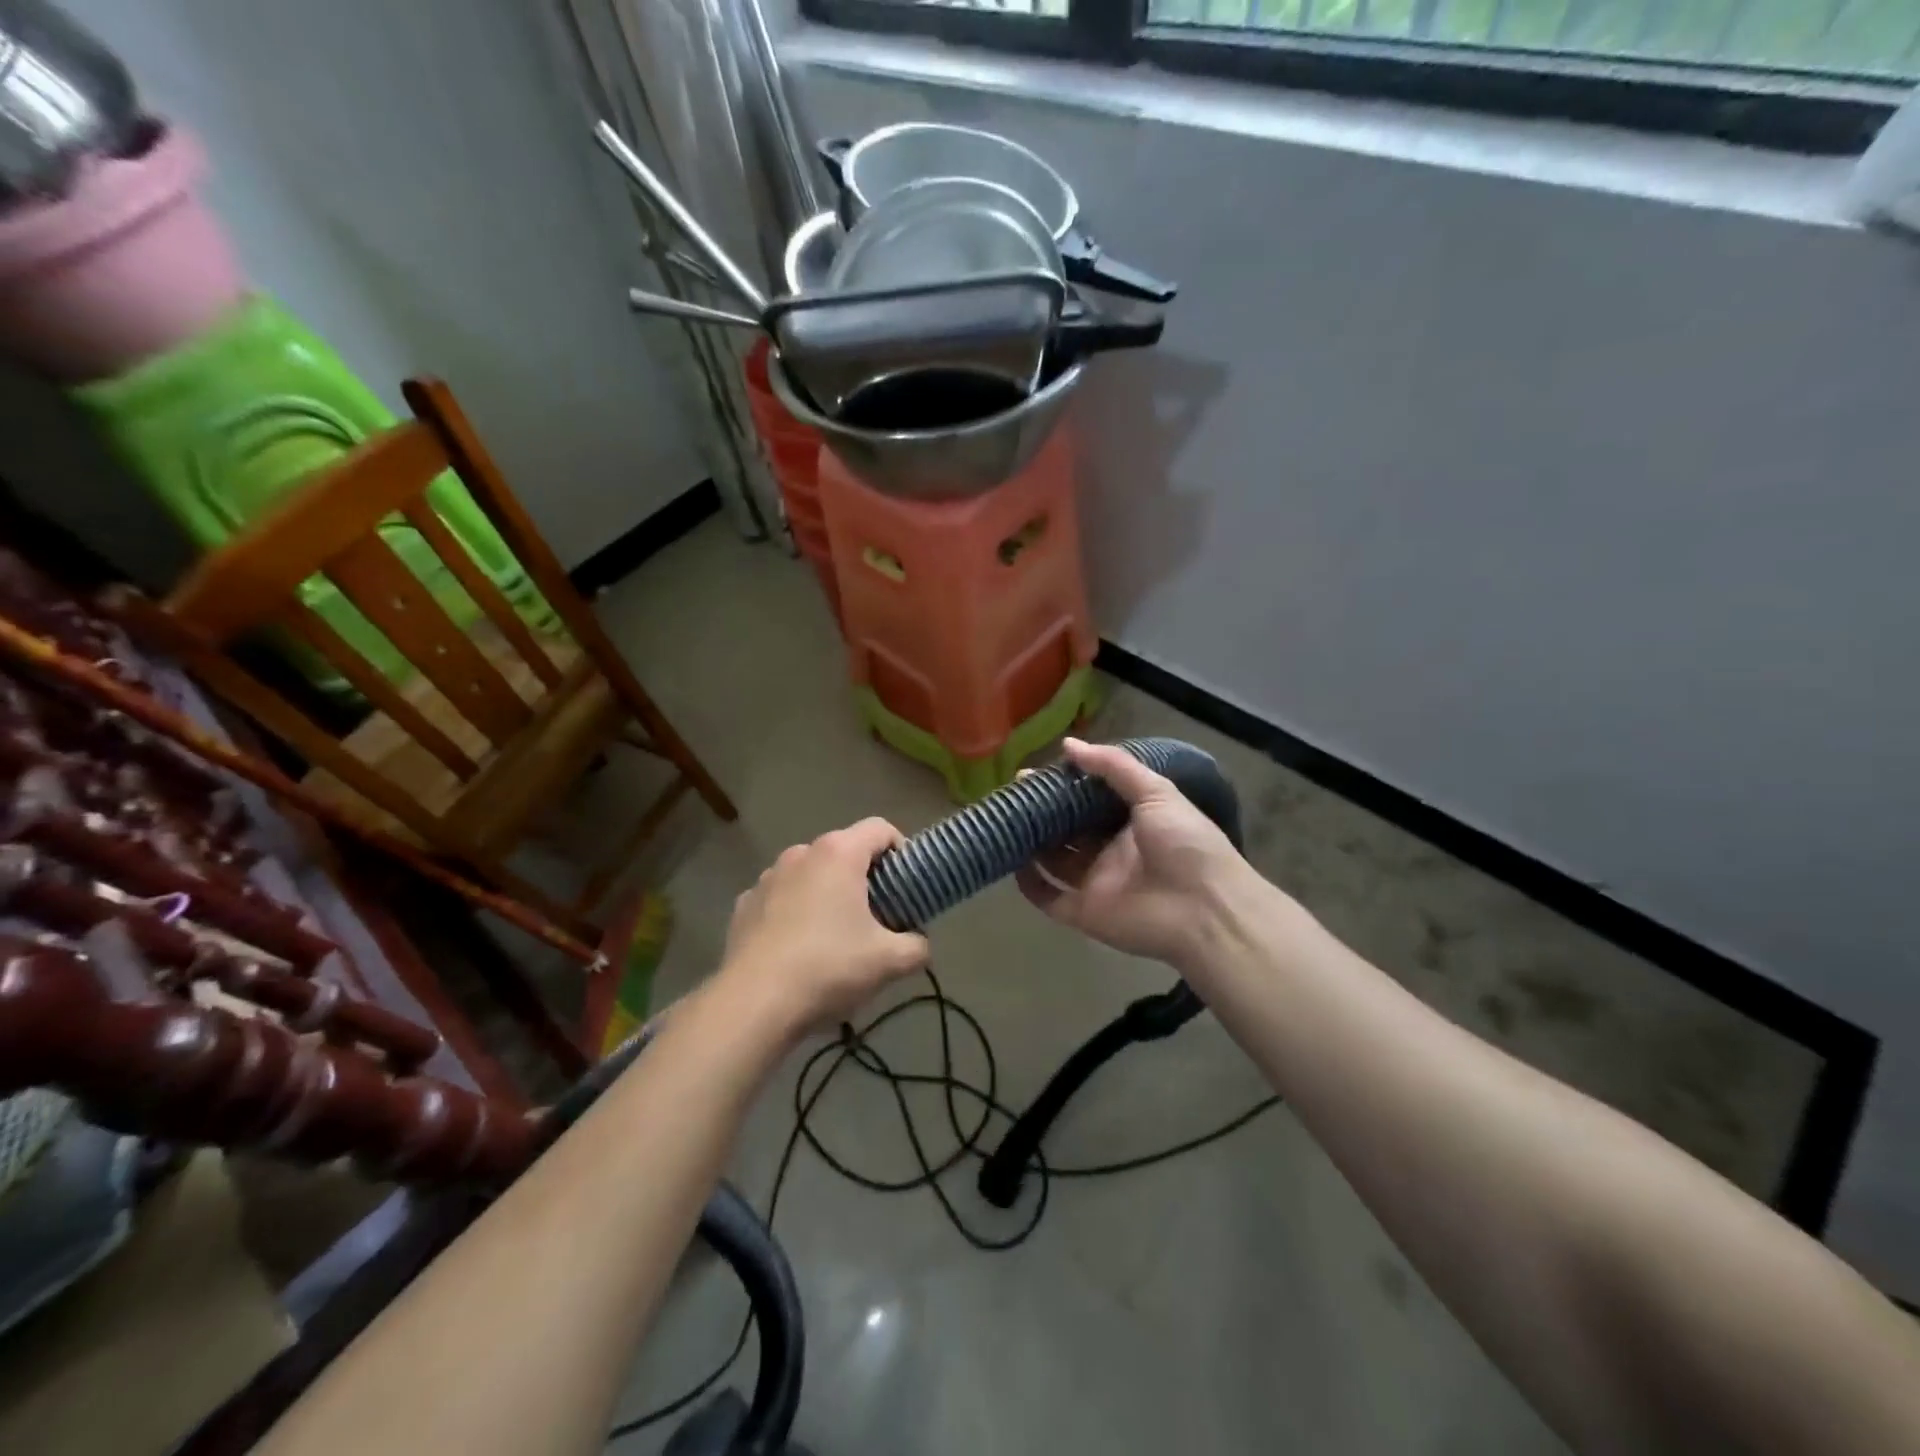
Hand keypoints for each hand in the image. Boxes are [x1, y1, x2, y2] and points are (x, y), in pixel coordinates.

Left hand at [719, 817, 928, 1035]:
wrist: (754, 1003)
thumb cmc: (829, 967)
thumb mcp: (890, 962)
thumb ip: (917, 946)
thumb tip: (920, 944)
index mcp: (838, 853)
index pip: (880, 829)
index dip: (900, 850)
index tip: (905, 884)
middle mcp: (800, 853)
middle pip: (843, 851)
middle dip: (863, 877)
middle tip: (876, 916)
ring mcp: (767, 877)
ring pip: (809, 874)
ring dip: (826, 893)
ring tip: (833, 935)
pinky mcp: (744, 904)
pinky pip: (780, 898)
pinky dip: (793, 912)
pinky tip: (797, 949)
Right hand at [1016, 738, 1262, 968]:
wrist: (1205, 908)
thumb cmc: (1185, 843)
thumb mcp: (1157, 793)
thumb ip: (1114, 767)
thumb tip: (1068, 745)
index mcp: (1129, 822)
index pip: (1087, 801)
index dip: (1062, 786)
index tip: (1033, 773)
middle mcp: (1109, 851)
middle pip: (1066, 829)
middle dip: (1041, 812)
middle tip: (1012, 794)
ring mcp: (1095, 883)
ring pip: (1053, 860)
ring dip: (1030, 843)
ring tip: (1004, 820)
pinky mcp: (1083, 913)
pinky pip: (1048, 897)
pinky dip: (1029, 883)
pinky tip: (1011, 862)